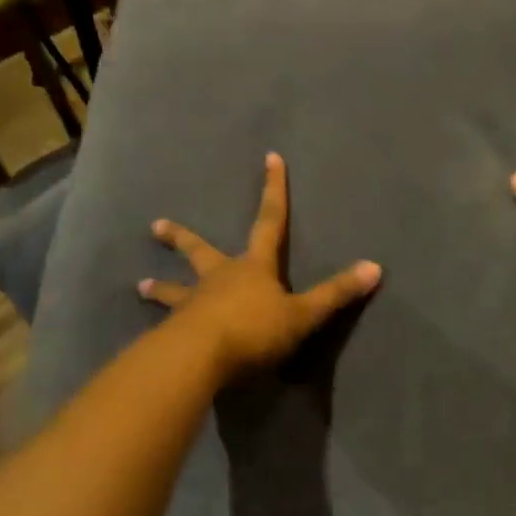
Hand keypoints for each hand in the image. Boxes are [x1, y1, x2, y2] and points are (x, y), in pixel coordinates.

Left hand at [140, 152, 381, 379]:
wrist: (200, 357)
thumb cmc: (255, 329)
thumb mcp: (303, 314)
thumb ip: (336, 294)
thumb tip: (376, 267)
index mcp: (253, 267)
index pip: (270, 221)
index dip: (274, 189)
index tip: (270, 157)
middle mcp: (219, 278)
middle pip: (200, 251)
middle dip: (181, 238)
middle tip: (154, 226)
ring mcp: (193, 304)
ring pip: (176, 290)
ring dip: (160, 287)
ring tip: (139, 286)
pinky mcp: (175, 333)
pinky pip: (169, 327)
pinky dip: (162, 328)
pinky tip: (150, 340)